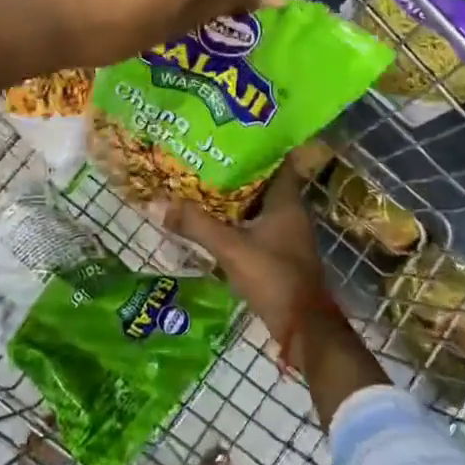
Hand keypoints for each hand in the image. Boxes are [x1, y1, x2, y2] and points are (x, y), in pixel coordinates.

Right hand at [165, 165, 390, 429]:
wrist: (303, 327)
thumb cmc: (273, 277)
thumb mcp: (231, 248)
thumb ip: (197, 225)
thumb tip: (161, 205)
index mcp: (286, 201)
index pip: (275, 161)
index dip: (254, 147)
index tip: (226, 136)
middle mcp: (290, 213)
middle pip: (261, 183)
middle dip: (233, 172)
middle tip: (202, 159)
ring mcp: (286, 235)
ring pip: (255, 207)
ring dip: (232, 199)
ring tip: (199, 186)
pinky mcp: (279, 254)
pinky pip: (254, 228)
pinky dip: (235, 222)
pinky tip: (210, 222)